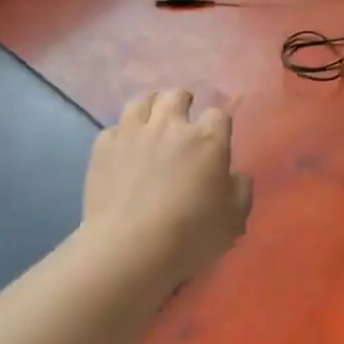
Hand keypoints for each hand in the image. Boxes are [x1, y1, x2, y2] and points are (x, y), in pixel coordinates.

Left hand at [82, 90, 252, 285]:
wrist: (129, 248)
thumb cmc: (190, 235)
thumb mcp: (234, 220)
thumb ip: (240, 191)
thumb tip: (235, 176)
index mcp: (207, 140)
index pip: (218, 115)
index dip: (218, 125)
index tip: (216, 139)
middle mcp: (169, 126)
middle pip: (176, 95)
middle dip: (183, 102)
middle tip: (183, 117)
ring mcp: (132, 133)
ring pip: (141, 102)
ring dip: (150, 108)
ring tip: (151, 123)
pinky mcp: (103, 147)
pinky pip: (113, 129)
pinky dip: (121, 136)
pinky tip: (122, 149)